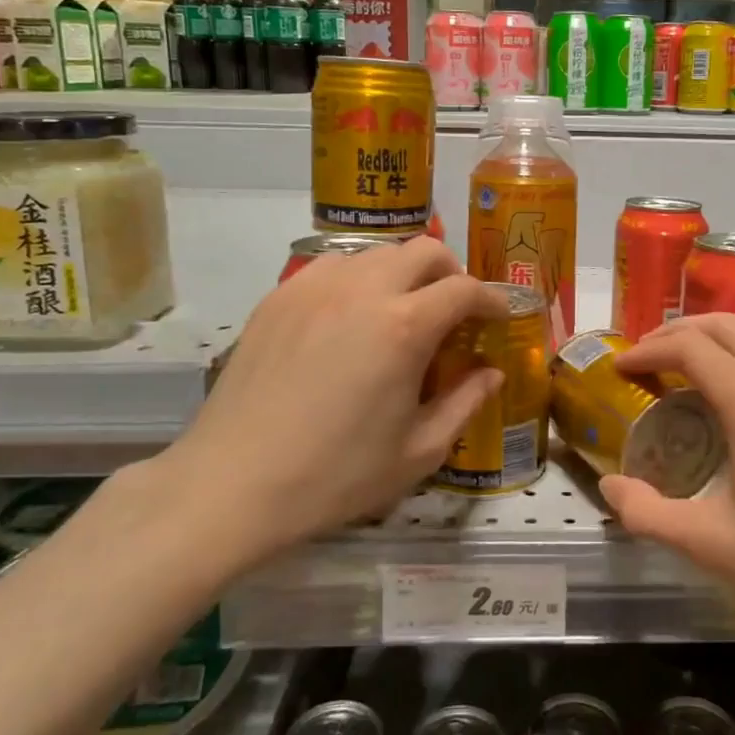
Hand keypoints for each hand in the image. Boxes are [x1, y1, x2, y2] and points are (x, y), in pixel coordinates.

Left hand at [149, 238, 507, 568]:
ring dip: (402, 273)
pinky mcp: (278, 297)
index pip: (464, 288)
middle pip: (422, 251)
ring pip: (375, 253)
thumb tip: (492, 373)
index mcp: (404, 326)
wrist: (233, 484)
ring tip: (401, 311)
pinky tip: (349, 318)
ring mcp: (313, 287)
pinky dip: (357, 279)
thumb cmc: (336, 475)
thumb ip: (465, 403)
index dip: (492, 298)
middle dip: (451, 272)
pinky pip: (331, 266)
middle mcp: (362, 290)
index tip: (500, 315)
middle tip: (455, 309)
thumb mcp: (418, 451)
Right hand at [599, 314, 734, 664]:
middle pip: (725, 325)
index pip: (692, 347)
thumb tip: (609, 488)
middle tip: (645, 357)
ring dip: (711, 343)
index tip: (621, 366)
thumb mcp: (714, 545)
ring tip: (679, 375)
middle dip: (678, 331)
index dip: (649, 348)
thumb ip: (650, 515)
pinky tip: (729, 404)